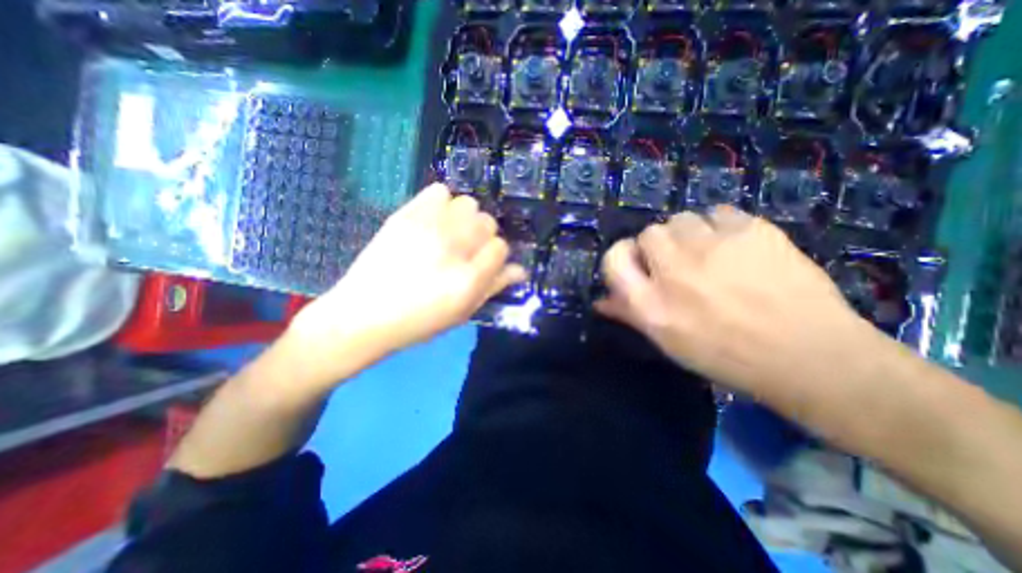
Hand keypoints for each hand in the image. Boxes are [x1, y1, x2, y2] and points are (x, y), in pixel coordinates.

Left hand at [290, 183, 521, 373]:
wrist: (363, 315)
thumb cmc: (419, 321)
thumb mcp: (463, 312)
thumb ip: (494, 287)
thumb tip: (520, 270)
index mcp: (468, 277)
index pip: (501, 247)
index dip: (497, 255)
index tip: (485, 264)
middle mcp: (453, 247)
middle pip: (487, 222)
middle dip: (483, 236)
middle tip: (466, 250)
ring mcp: (428, 226)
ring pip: (467, 203)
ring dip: (465, 219)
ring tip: (451, 234)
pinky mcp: (406, 214)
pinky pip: (439, 191)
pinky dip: (443, 203)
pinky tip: (435, 221)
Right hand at [601, 206, 869, 398]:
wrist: (809, 355)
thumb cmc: (726, 355)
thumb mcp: (667, 341)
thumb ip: (629, 315)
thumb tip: (601, 300)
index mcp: (650, 303)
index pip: (613, 258)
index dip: (621, 254)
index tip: (636, 262)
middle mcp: (673, 271)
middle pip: (648, 233)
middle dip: (658, 246)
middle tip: (679, 263)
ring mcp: (712, 247)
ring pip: (681, 219)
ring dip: (687, 234)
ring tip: (708, 254)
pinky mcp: (751, 230)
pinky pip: (718, 213)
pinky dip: (719, 226)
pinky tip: (735, 246)